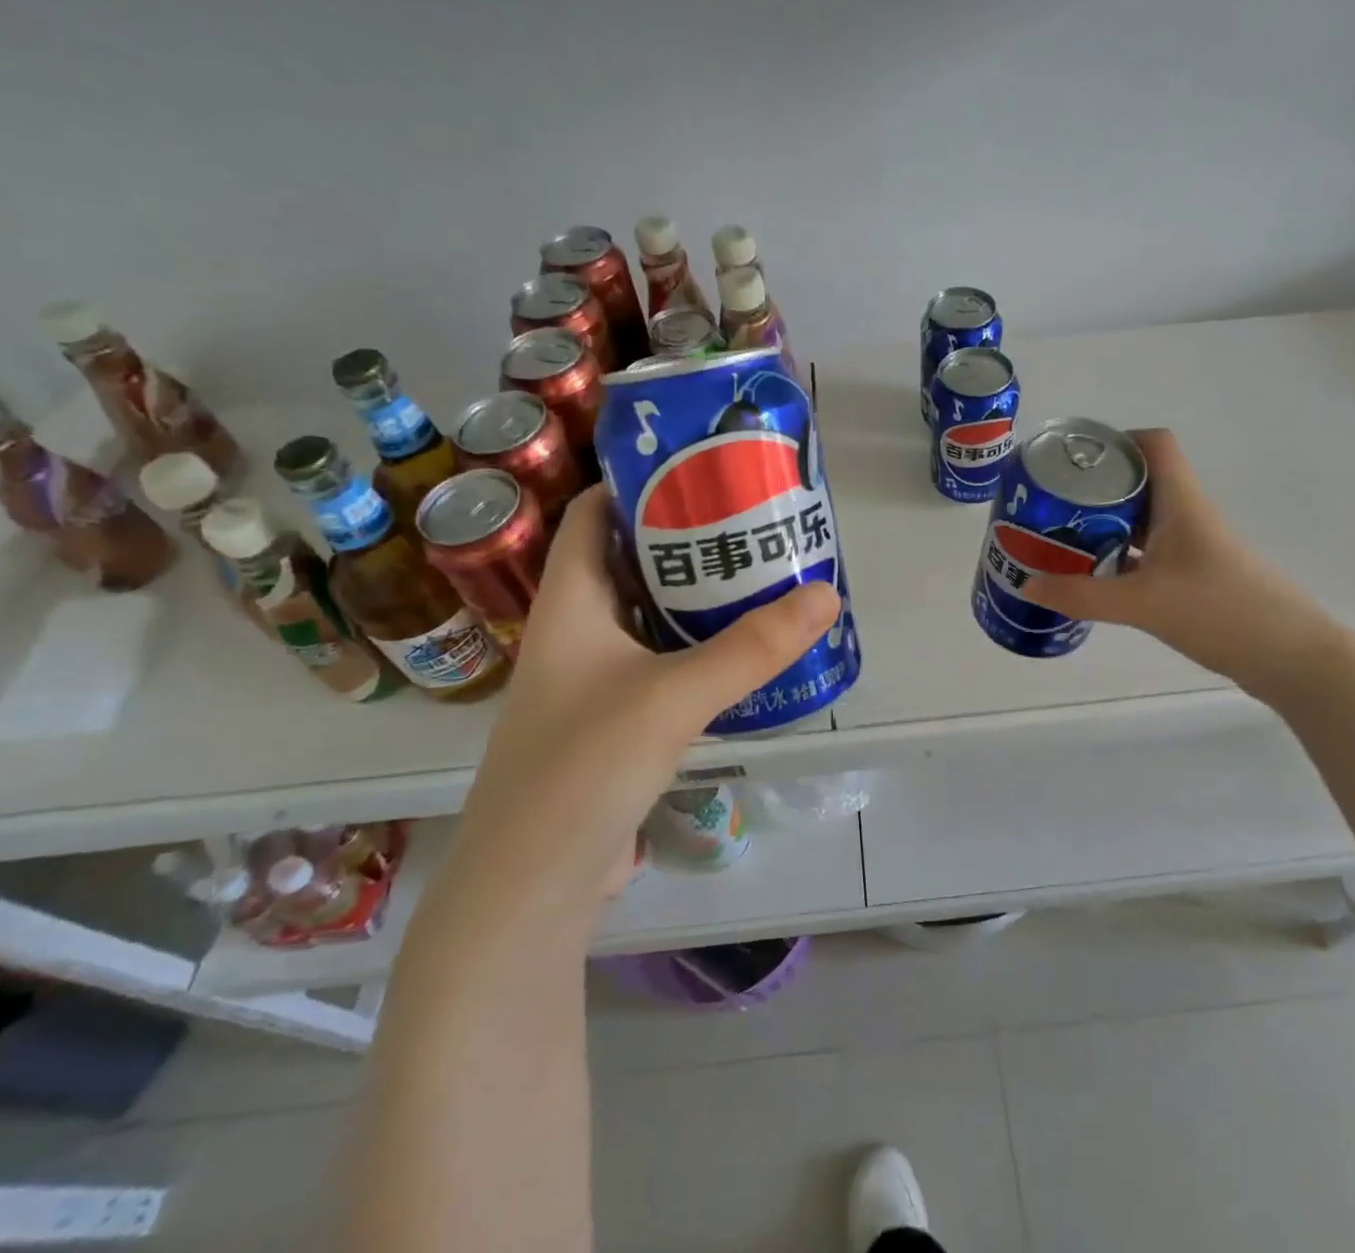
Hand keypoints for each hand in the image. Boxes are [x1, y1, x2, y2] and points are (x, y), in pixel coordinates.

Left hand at [445, 484, 839, 923]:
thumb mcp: (672, 698)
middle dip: (684, 537)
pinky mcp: (612, 721)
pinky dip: (694, 645)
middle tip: (750, 518)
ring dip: (694, 594)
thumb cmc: (582, 768)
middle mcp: (574, 632)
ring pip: (646, 615)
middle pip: (627, 561)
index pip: (590, 514)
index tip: (701, 466)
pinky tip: (740, 649)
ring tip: (757, 572)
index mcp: (568, 604)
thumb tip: (825, 594)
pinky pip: (657, 661)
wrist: (529, 887)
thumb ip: (751, 648)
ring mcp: (590, 680)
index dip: (637, 482)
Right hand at [1018, 428, 1340, 700]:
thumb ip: (1082, 595)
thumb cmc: (1222, 612)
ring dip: (1104, 524)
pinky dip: (1119, 556)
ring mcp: (1193, 548)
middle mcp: (1188, 516)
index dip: (1115, 440)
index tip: (1072, 459)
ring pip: (1142, 520)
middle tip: (1050, 503)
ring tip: (1059, 537)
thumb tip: (1026, 585)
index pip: (1154, 445)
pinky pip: (1148, 553)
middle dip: (1094, 487)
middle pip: (1139, 481)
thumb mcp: (1143, 603)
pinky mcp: (1195, 577)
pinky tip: (1093, 576)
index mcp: (1181, 503)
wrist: (1292, 657)